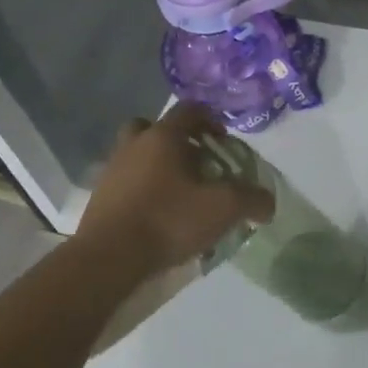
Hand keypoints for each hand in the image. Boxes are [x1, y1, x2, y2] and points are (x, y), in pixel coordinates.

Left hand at [77, 104, 275, 276]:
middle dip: (178, 140)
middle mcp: (134, 144)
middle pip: (155, 128)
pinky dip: (143, 189)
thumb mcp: (223, 209)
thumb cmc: (168, 220)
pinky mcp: (101, 196)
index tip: (223, 140)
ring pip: (138, 154)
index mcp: (163, 136)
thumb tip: (267, 203)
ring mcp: (112, 169)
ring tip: (180, 193)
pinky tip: (159, 214)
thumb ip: (251, 199)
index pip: (189, 110)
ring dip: (158, 165)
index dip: (210, 119)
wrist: (110, 257)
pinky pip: (127, 181)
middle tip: (196, 162)